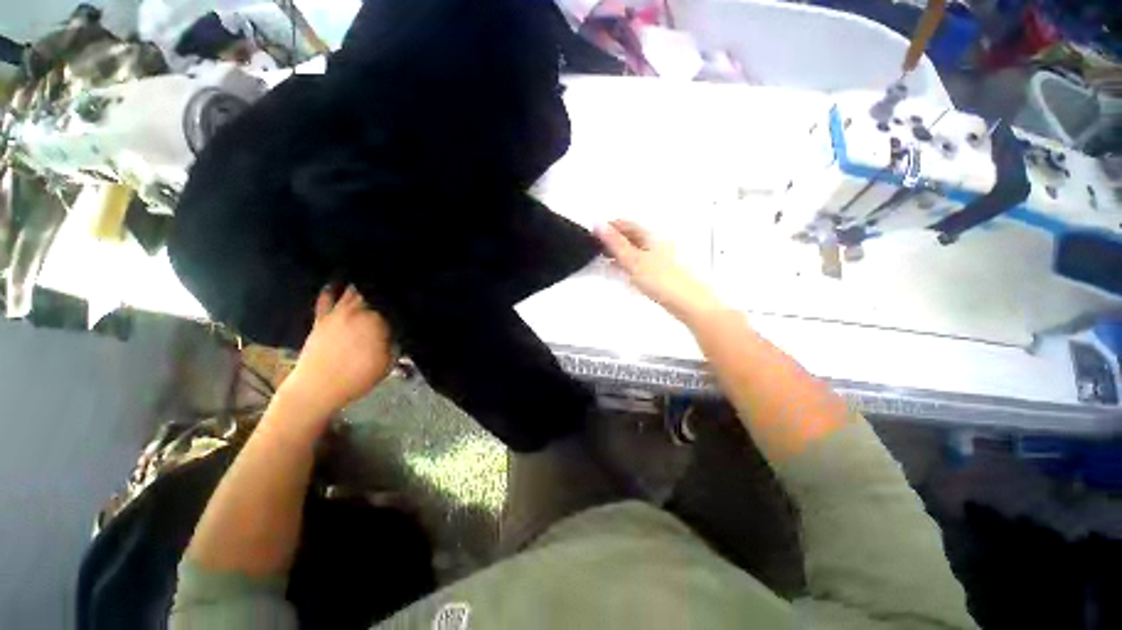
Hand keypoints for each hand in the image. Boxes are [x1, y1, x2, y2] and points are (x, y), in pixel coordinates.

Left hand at [282, 285, 392, 416]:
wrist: (317, 388)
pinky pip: (325, 298)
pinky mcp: (321, 318)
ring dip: (363, 285)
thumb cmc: (357, 377)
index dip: (403, 301)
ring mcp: (337, 313)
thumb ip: (396, 343)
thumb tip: (401, 331)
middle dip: (385, 289)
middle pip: (374, 292)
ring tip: (373, 280)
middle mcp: (357, 311)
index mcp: (376, 321)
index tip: (410, 300)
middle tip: (394, 288)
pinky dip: (332, 289)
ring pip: (352, 290)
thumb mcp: (387, 363)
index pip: (394, 304)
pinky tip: (337, 284)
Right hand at [594, 220, 721, 325]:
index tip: (595, 233)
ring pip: (634, 251)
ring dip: (619, 253)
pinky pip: (639, 264)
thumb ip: (615, 243)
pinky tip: (623, 272)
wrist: (687, 302)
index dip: (609, 227)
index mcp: (650, 236)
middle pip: (630, 236)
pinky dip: (627, 265)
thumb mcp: (634, 260)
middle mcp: (655, 244)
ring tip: (607, 259)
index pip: (625, 223)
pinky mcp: (658, 272)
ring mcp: (658, 258)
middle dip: (613, 240)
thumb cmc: (666, 280)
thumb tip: (600, 225)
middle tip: (599, 245)